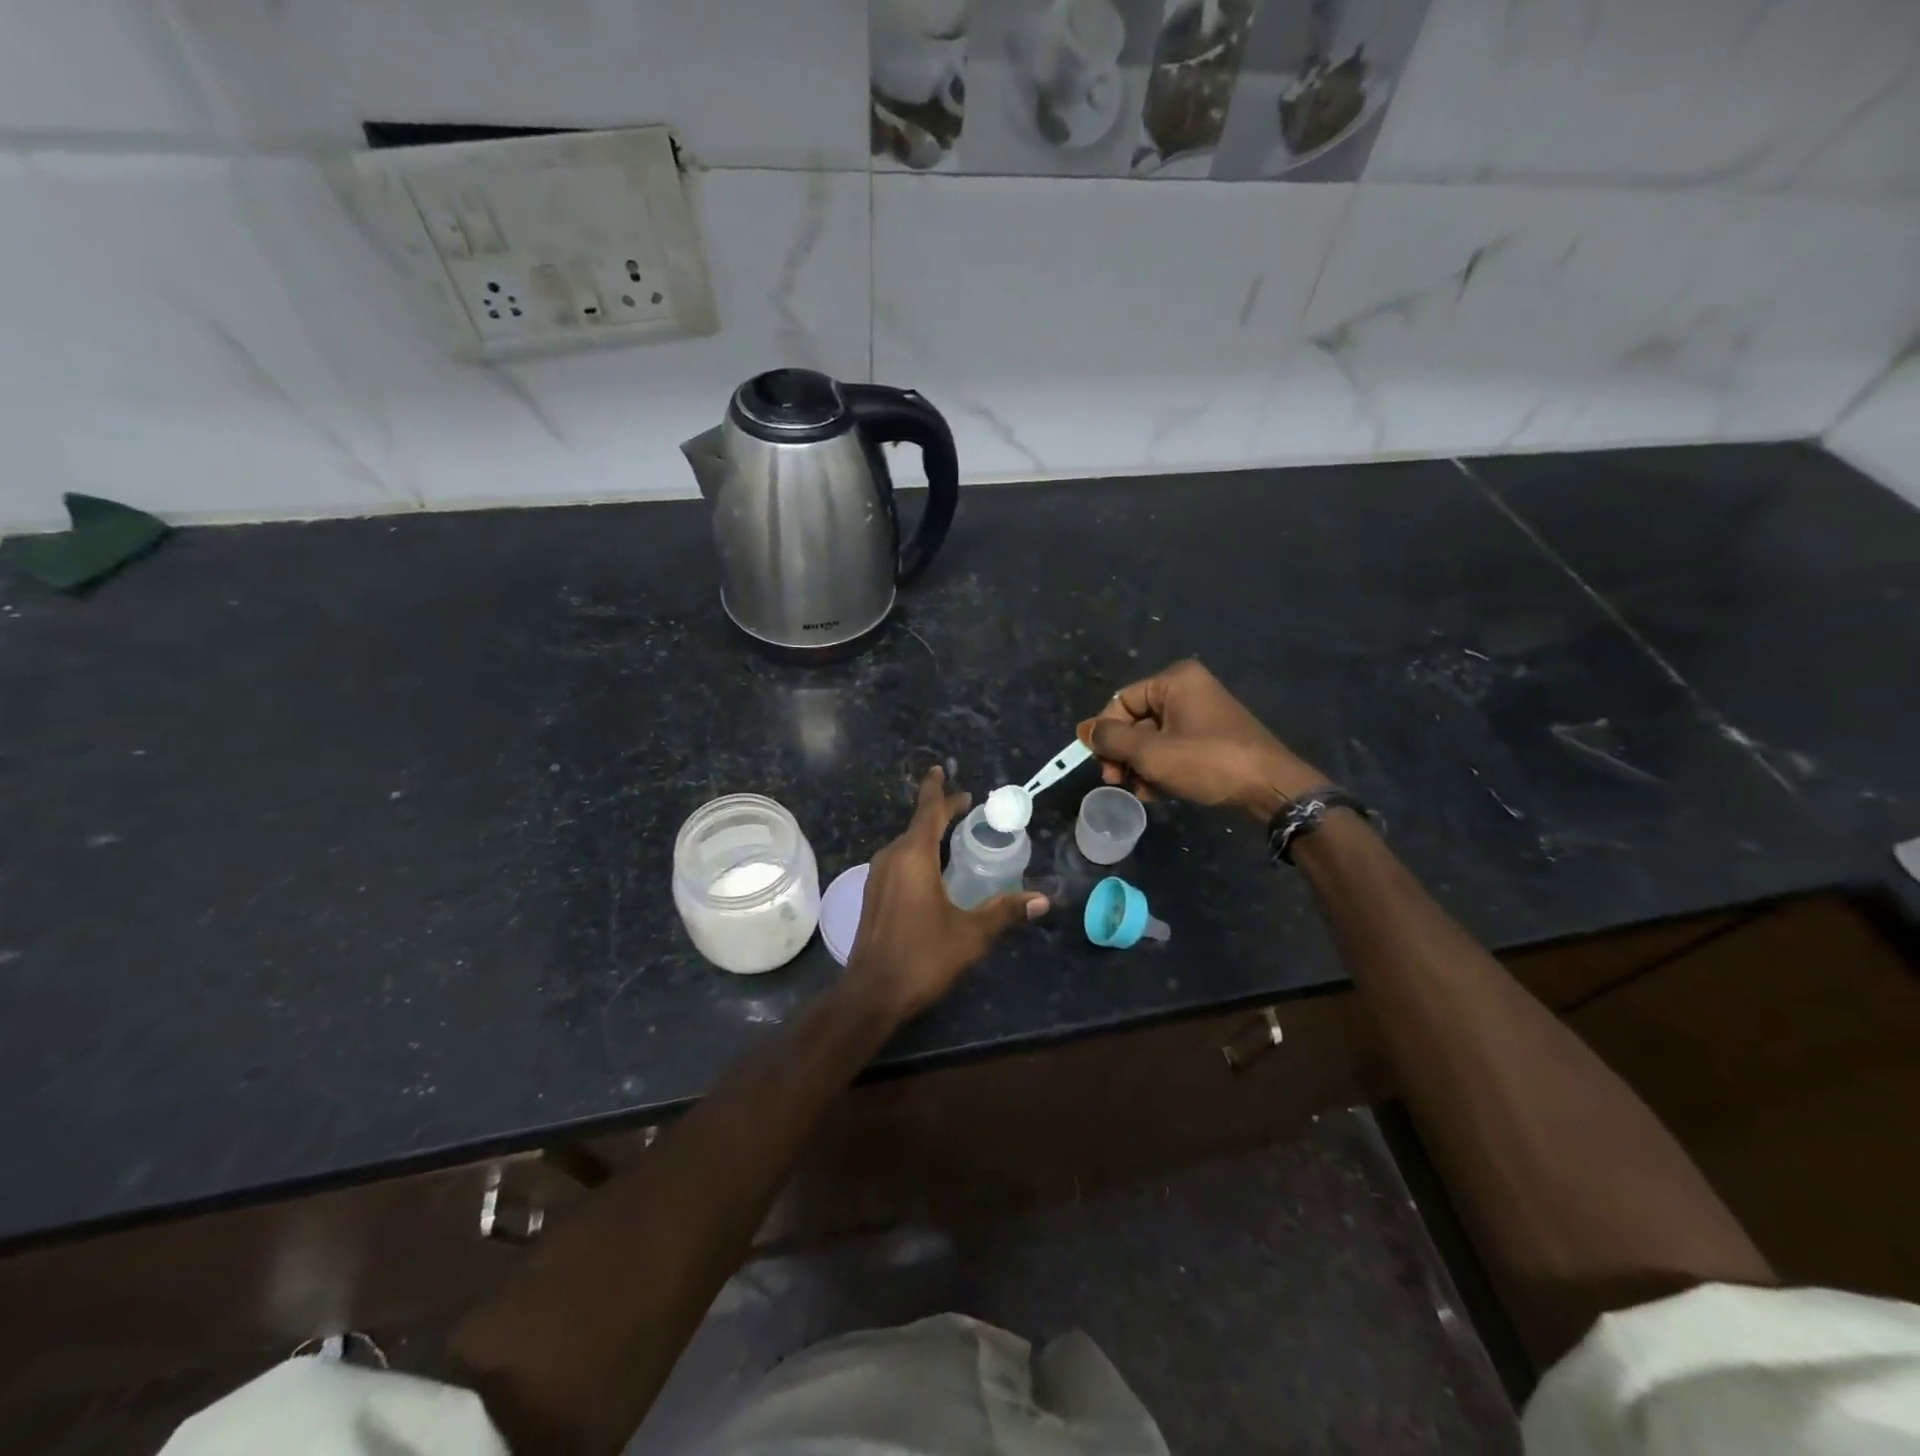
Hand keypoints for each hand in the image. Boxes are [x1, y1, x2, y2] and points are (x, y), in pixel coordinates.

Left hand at [845, 767, 1048, 1021]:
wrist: (871, 993)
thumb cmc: (922, 957)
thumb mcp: (970, 934)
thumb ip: (1005, 911)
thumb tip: (1043, 900)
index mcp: (913, 857)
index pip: (928, 812)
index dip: (939, 791)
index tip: (942, 771)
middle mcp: (891, 858)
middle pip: (917, 824)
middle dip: (938, 811)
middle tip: (963, 804)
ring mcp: (877, 877)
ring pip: (905, 843)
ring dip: (926, 833)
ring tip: (950, 831)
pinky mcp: (872, 895)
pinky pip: (898, 861)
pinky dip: (916, 853)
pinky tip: (929, 868)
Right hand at [1089, 659, 1324, 821]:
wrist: (1271, 788)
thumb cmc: (1208, 762)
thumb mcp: (1151, 753)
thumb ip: (1111, 740)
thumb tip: (1084, 730)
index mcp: (1175, 680)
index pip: (1121, 701)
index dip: (1106, 734)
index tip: (1103, 766)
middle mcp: (1188, 689)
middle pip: (1136, 720)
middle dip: (1123, 754)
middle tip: (1117, 781)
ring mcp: (1202, 713)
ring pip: (1152, 738)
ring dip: (1139, 766)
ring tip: (1141, 792)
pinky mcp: (1211, 737)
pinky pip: (1172, 747)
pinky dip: (1160, 768)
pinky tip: (1157, 793)